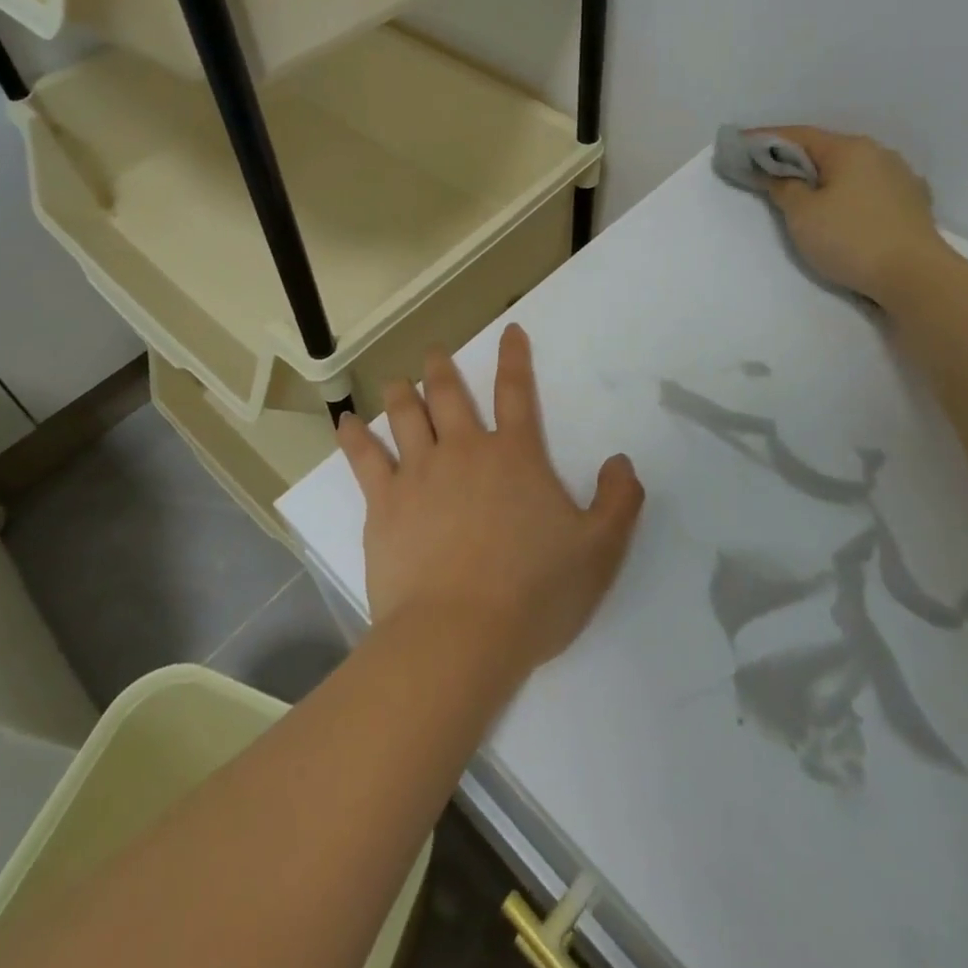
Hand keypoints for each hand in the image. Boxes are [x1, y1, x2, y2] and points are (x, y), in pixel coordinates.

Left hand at [335, 325, 644, 679]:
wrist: (459, 637)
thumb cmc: (534, 594)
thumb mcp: (600, 550)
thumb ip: (618, 501)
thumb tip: (621, 462)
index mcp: (515, 456)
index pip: (517, 392)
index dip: (515, 357)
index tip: (510, 331)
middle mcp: (464, 451)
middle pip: (449, 395)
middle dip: (442, 368)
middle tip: (434, 352)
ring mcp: (419, 474)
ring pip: (405, 416)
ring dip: (401, 393)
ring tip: (397, 381)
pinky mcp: (384, 504)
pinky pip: (364, 459)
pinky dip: (354, 437)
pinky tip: (345, 423)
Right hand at [754, 127, 950, 306]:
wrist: (915, 276)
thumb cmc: (850, 239)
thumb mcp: (802, 214)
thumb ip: (783, 187)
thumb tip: (776, 174)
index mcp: (849, 149)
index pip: (798, 135)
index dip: (765, 138)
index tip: (740, 143)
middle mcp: (878, 153)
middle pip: (826, 149)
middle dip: (795, 158)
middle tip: (766, 170)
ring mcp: (900, 177)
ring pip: (851, 169)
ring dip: (824, 175)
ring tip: (803, 190)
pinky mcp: (913, 202)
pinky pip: (870, 187)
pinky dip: (848, 191)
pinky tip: (842, 205)